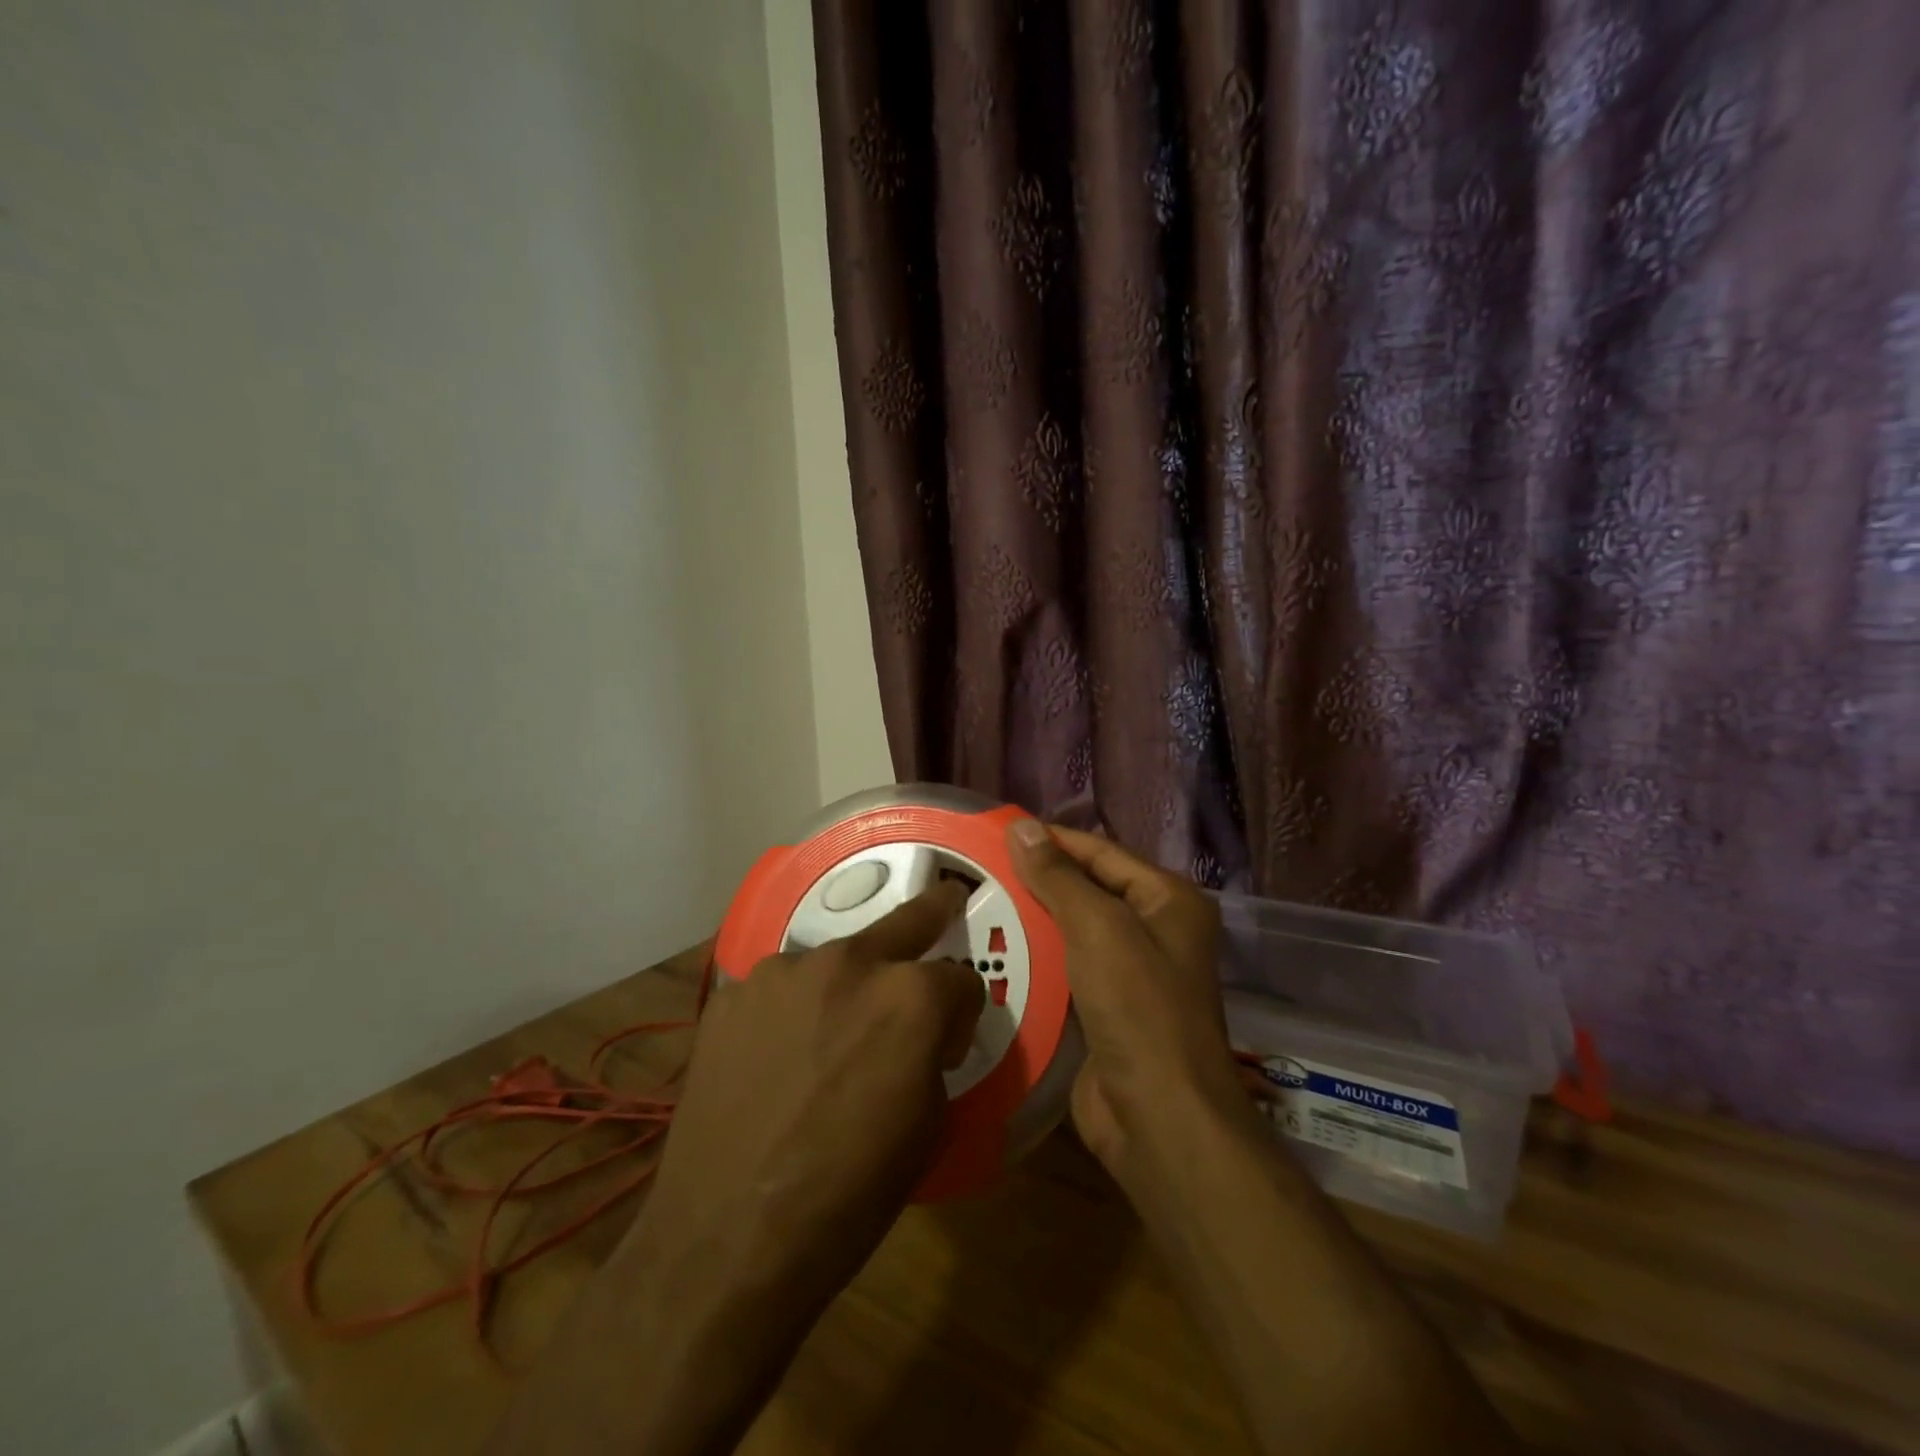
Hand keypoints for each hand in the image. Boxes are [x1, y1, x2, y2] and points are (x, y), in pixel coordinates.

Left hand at [641, 881, 983, 1297]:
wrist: (726, 1239)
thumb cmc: (848, 1195)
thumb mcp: (928, 1129)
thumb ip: (934, 1056)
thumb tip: (926, 1036)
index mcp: (911, 996)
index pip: (961, 980)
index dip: (962, 1012)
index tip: (949, 1041)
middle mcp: (849, 962)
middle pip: (907, 921)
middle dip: (935, 912)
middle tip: (946, 899)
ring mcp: (784, 971)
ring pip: (836, 959)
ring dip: (847, 984)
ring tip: (828, 1035)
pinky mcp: (734, 993)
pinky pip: (781, 989)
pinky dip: (792, 1009)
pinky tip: (775, 1056)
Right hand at [1005, 820, 1245, 1186]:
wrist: (1159, 1119)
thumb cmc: (1138, 1007)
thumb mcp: (1097, 928)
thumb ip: (1058, 877)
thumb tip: (1021, 826)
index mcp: (1167, 900)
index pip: (1100, 852)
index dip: (1051, 839)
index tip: (997, 830)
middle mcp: (1154, 930)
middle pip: (1087, 890)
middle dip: (1037, 881)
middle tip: (977, 868)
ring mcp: (1131, 973)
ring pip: (1072, 932)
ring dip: (1031, 921)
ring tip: (974, 904)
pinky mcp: (1106, 1010)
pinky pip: (1065, 970)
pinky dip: (1035, 959)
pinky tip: (993, 951)